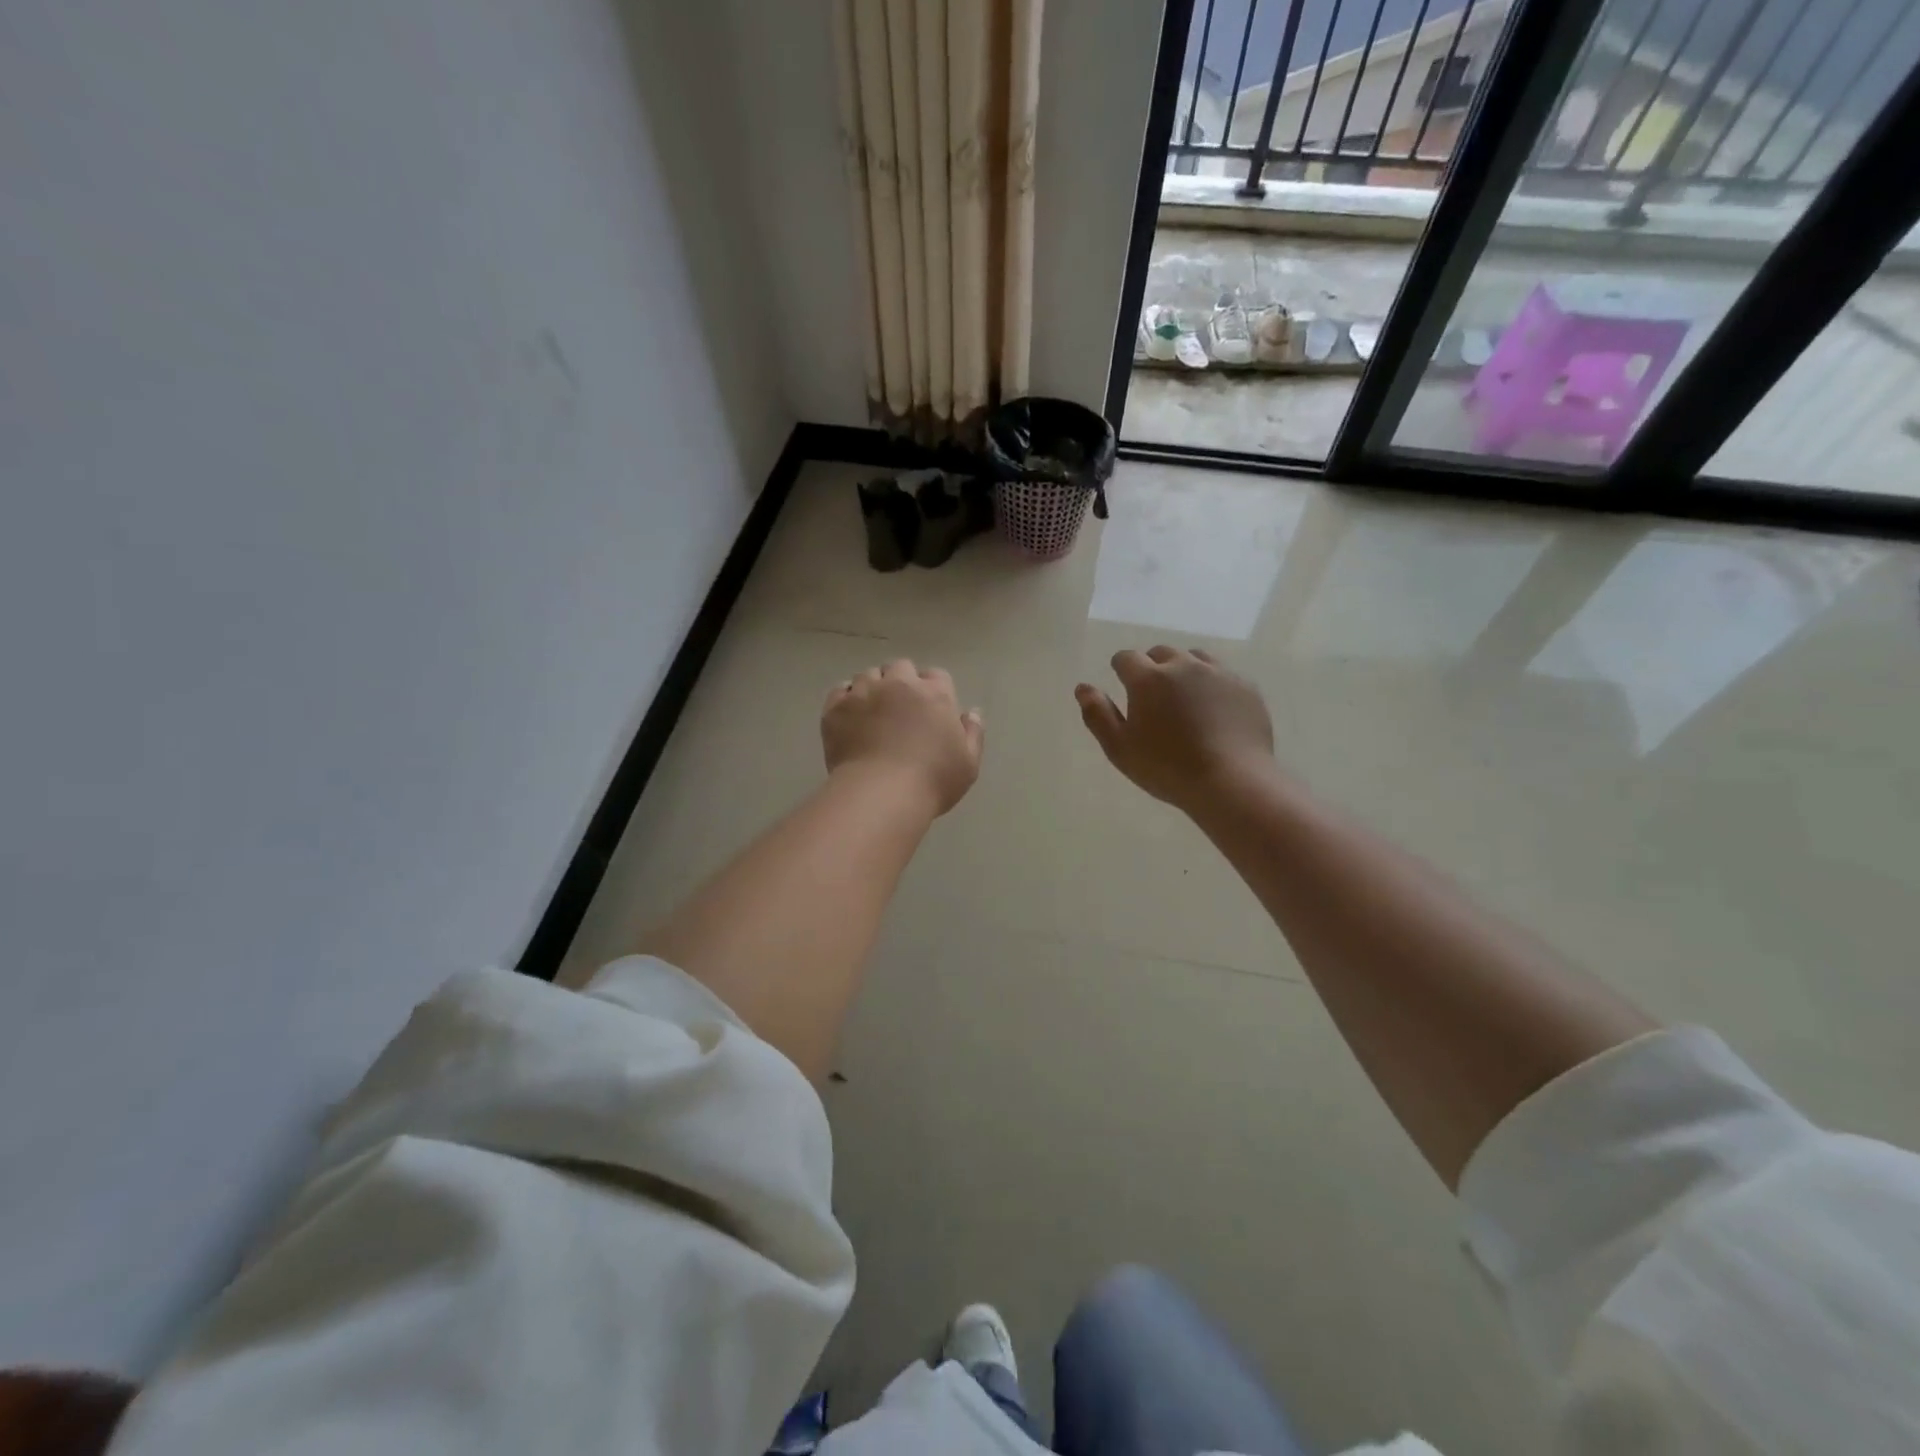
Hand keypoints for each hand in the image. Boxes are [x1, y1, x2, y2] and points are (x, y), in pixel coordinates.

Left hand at [823, 660, 984, 815]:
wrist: (881, 795)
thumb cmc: (932, 781)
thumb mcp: (968, 763)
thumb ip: (972, 733)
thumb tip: (971, 712)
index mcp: (935, 694)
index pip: (936, 676)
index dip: (933, 690)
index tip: (929, 710)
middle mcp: (899, 684)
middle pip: (900, 668)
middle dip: (901, 682)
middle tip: (900, 709)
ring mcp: (864, 693)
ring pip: (868, 676)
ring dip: (873, 688)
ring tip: (872, 712)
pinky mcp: (836, 708)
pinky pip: (840, 691)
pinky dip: (846, 699)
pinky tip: (850, 717)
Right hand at [1076, 646, 1275, 812]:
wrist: (1231, 781)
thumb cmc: (1166, 768)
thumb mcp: (1120, 748)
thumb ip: (1098, 714)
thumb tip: (1083, 687)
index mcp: (1148, 679)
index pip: (1126, 658)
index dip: (1121, 669)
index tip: (1124, 685)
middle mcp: (1183, 666)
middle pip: (1161, 653)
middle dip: (1153, 667)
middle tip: (1154, 697)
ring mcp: (1219, 673)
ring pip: (1195, 658)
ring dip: (1184, 670)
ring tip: (1185, 698)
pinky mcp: (1246, 687)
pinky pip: (1224, 674)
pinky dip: (1213, 684)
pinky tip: (1214, 709)